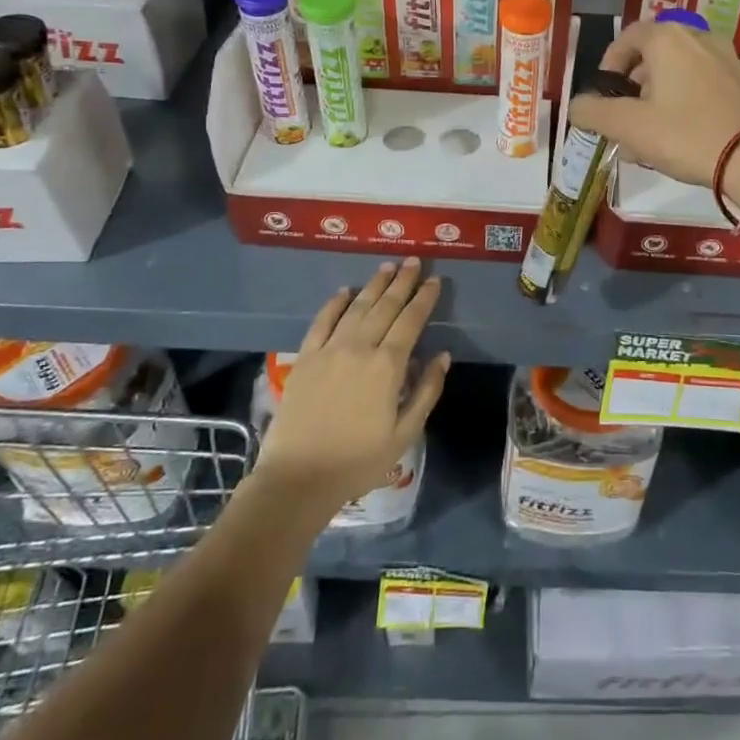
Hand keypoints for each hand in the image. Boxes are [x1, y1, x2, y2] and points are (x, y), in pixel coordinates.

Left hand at [253, 257, 449, 513]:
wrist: (298, 478)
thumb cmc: (357, 461)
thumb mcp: (404, 434)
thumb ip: (426, 391)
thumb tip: (442, 356)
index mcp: (388, 366)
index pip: (411, 321)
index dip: (424, 298)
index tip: (435, 280)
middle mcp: (360, 347)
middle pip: (385, 306)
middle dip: (402, 282)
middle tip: (414, 261)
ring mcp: (329, 350)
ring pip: (356, 307)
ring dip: (374, 285)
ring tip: (388, 267)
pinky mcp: (305, 358)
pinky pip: (322, 321)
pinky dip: (334, 303)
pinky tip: (344, 291)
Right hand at [567, 20, 739, 212]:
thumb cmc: (687, 135)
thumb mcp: (628, 127)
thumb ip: (593, 113)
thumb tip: (577, 107)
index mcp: (667, 38)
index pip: (627, 37)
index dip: (609, 65)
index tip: (604, 96)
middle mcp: (697, 37)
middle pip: (652, 55)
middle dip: (632, 88)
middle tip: (624, 121)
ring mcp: (725, 58)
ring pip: (676, 72)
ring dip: (656, 98)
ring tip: (648, 136)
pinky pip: (700, 83)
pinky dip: (682, 101)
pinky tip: (679, 137)